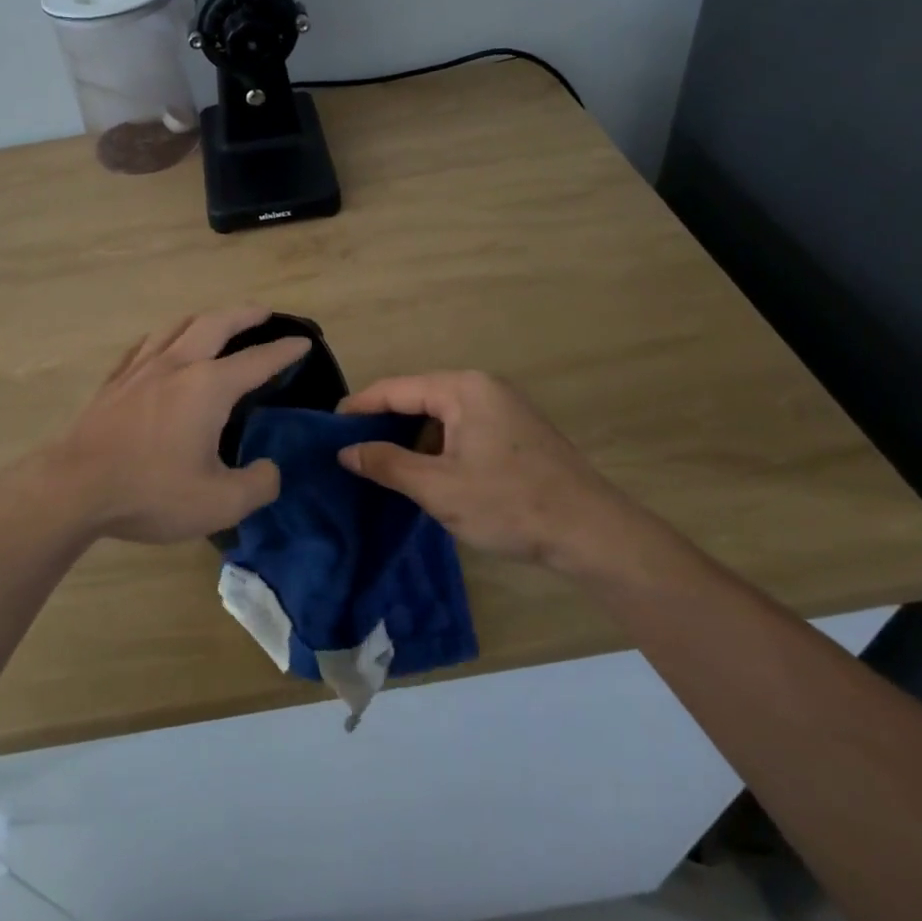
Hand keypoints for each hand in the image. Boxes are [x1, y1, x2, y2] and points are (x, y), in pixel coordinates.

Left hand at [43, 306, 309, 543]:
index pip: (257, 360)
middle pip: (216, 324)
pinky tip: (160, 346)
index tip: (303, 342)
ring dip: (204, 318)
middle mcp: (177, 365)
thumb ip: (258, 485)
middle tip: (263, 312)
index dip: (284, 351)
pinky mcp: (114, 382)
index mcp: (208, 387)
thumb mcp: (220, 503)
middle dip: (244, 314)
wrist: (74, 488)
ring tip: (215, 322)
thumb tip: (270, 469)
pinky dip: (164, 337)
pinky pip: (145, 346)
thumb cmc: (151, 492)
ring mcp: (141, 369)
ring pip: (177, 327)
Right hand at [337, 371, 648, 576]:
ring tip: (382, 467)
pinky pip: (462, 429)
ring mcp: (504, 408)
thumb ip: (387, 464)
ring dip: (412, 439)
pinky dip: (438, 448)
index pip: (395, 388)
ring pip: (440, 416)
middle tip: (351, 452)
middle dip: (384, 424)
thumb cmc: (510, 504)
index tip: (328, 430)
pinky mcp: (516, 432)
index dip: (358, 408)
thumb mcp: (438, 488)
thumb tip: (345, 451)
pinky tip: (427, 475)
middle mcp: (483, 387)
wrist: (593, 533)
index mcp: (463, 388)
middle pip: (418, 398)